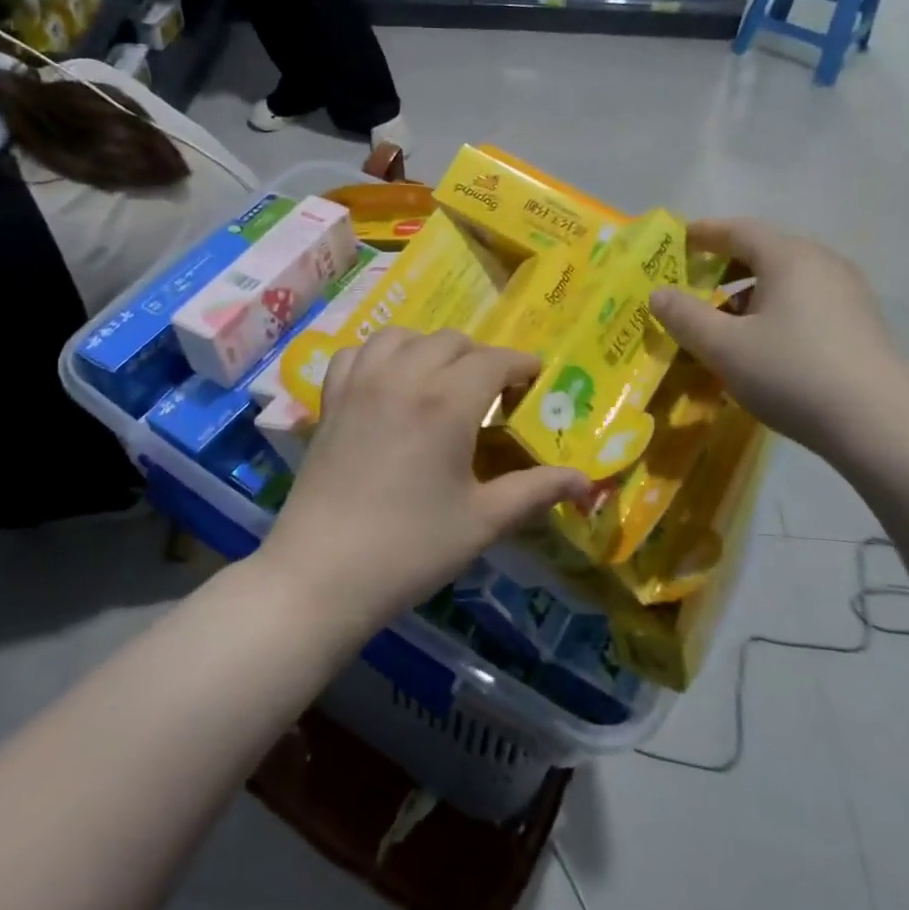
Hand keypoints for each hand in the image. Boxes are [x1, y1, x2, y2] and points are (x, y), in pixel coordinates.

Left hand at [262, 329, 586, 640]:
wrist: (322, 572)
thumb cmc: (410, 548)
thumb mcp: (483, 521)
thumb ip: (535, 491)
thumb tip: (586, 481)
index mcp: (446, 401)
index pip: (494, 360)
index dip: (521, 366)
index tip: (534, 382)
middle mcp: (403, 377)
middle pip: (451, 341)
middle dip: (480, 358)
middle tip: (492, 393)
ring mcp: (360, 384)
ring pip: (401, 336)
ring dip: (429, 348)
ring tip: (441, 380)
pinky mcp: (330, 400)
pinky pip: (357, 353)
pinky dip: (380, 355)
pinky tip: (388, 381)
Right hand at [651, 218, 908, 456]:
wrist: (880, 425)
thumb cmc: (793, 374)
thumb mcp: (724, 347)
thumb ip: (685, 316)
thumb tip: (658, 293)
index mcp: (789, 257)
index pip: (739, 229)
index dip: (704, 233)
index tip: (676, 241)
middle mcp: (823, 263)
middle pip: (765, 251)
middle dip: (724, 265)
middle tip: (692, 284)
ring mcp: (848, 293)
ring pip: (786, 279)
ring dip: (749, 292)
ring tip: (722, 322)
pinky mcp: (860, 323)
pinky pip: (806, 301)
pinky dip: (775, 310)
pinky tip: (762, 344)